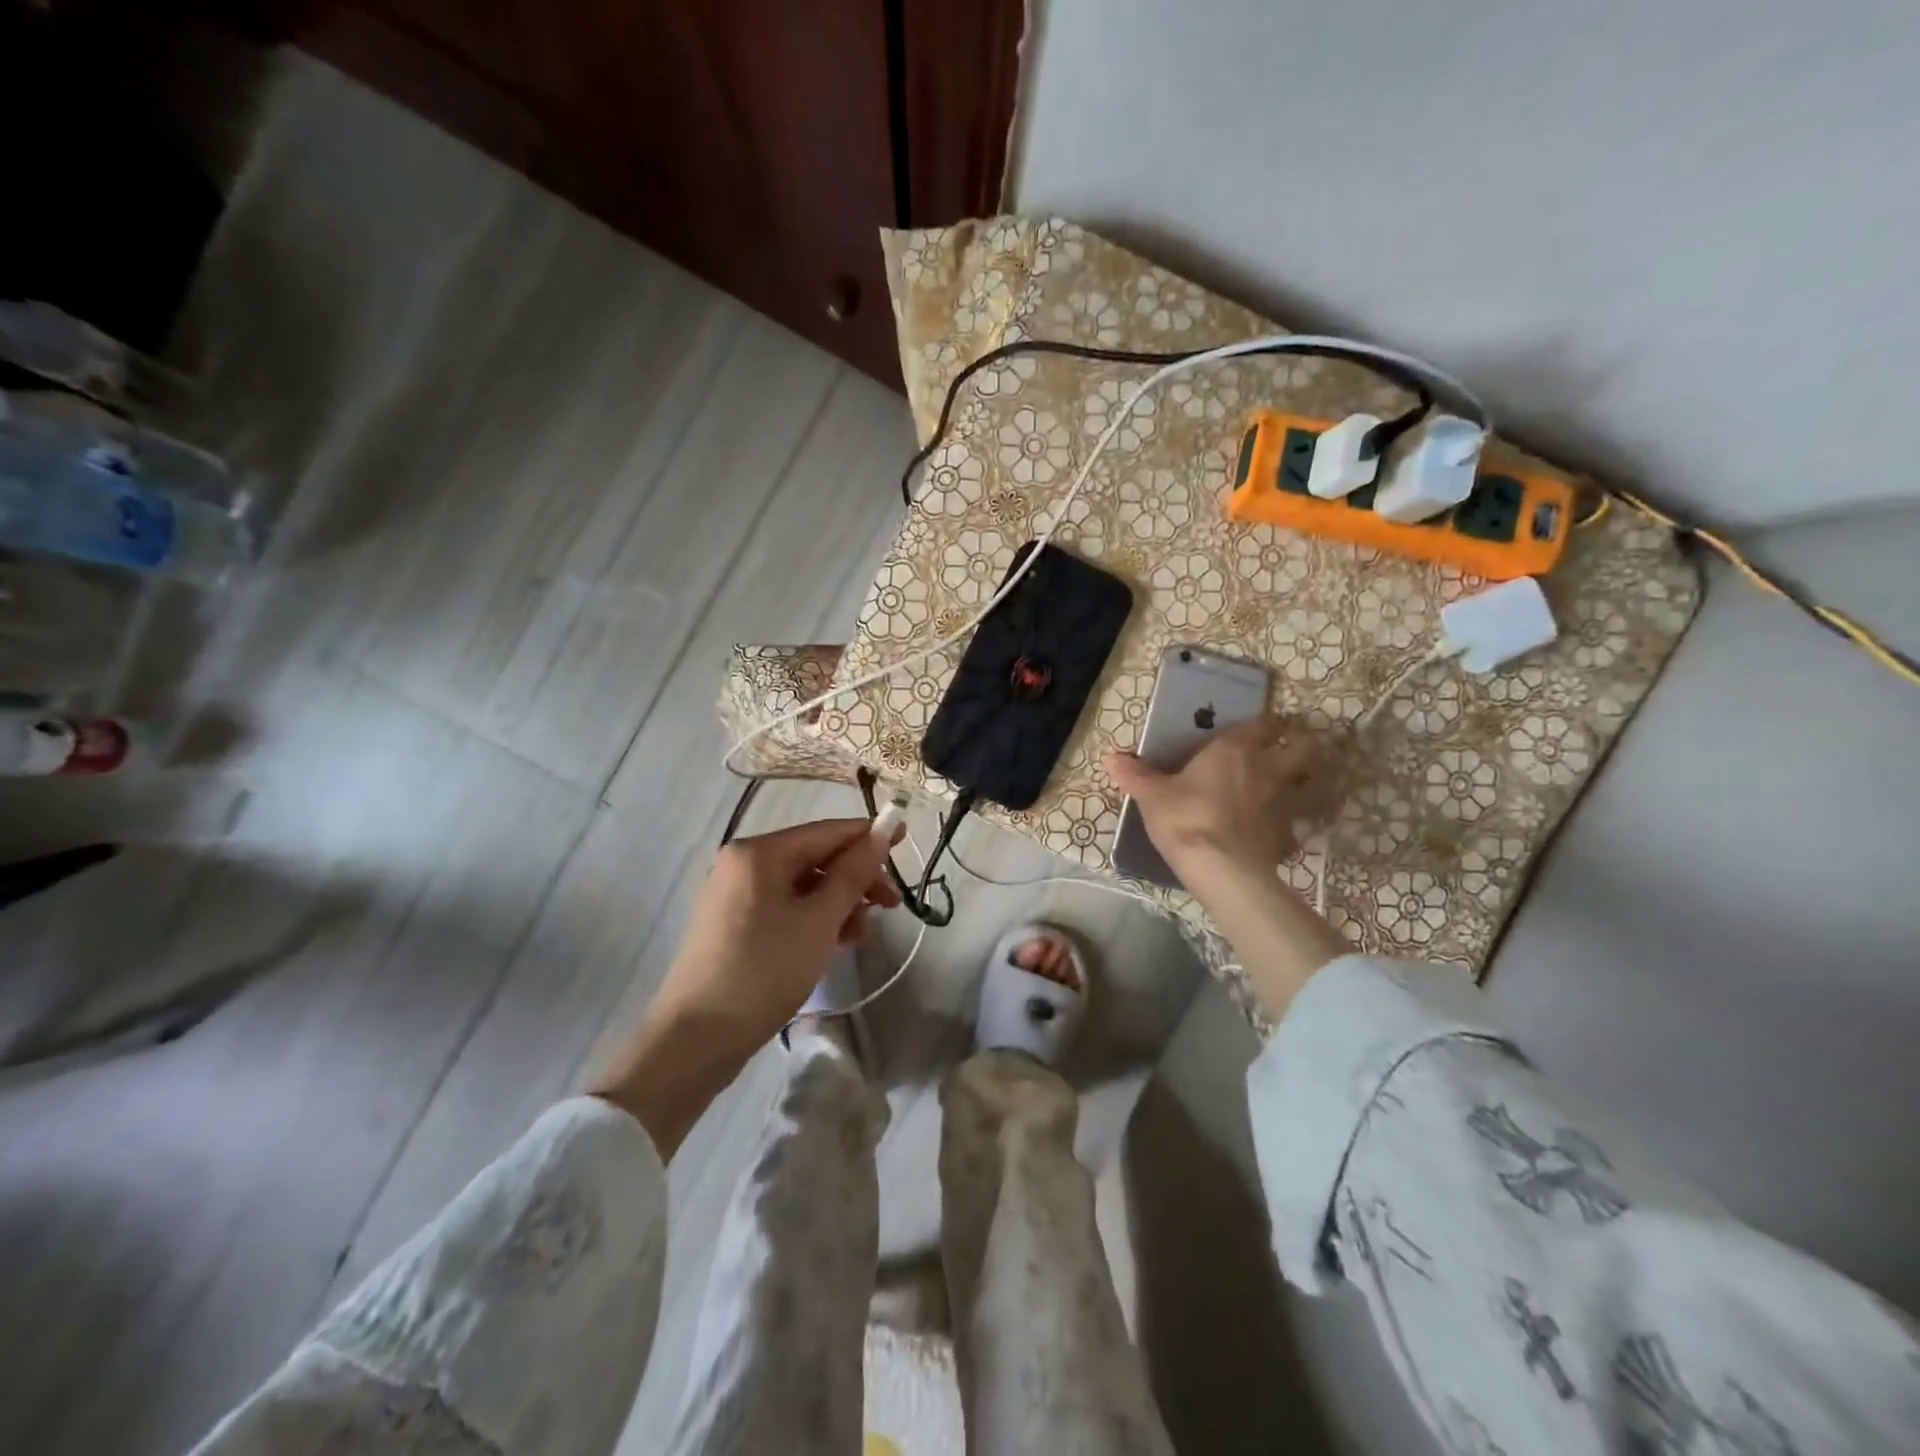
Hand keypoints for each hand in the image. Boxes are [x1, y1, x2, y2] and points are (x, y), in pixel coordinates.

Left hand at [590, 818, 898, 1156]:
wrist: (696, 1040)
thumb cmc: (764, 971)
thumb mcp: (819, 920)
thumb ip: (854, 872)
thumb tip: (885, 830)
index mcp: (758, 853)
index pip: (826, 832)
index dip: (869, 835)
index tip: (906, 840)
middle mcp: (742, 864)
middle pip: (814, 858)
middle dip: (855, 879)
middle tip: (890, 906)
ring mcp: (734, 895)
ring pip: (801, 885)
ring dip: (838, 903)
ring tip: (862, 934)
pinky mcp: (733, 925)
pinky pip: (785, 907)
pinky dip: (814, 918)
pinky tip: (835, 941)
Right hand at [1106, 719, 1351, 1022]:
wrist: (1219, 867)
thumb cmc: (1184, 817)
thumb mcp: (1152, 795)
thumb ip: (1135, 775)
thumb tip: (1112, 757)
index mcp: (1235, 750)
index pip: (1263, 724)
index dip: (1266, 723)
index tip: (1263, 726)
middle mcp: (1268, 769)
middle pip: (1304, 747)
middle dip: (1302, 743)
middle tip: (1290, 749)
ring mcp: (1285, 803)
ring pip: (1314, 783)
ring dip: (1310, 781)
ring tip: (1297, 786)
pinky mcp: (1289, 837)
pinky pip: (1299, 825)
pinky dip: (1294, 825)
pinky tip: (1281, 832)